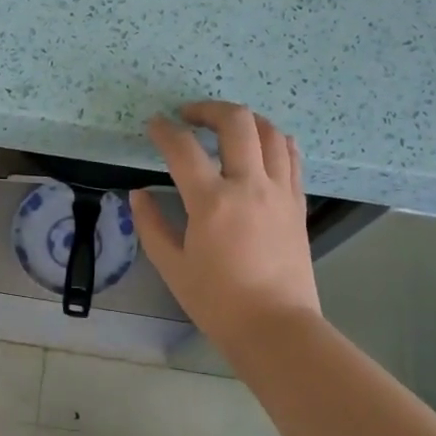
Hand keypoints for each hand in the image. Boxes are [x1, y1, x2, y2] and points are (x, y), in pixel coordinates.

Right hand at [130, 101, 323, 352]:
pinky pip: (291, 155)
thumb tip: (138, 194)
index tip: (153, 125)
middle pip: (237, 122)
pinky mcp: (297, 202)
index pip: (183, 148)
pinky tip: (259, 146)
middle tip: (189, 116)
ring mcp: (280, 191)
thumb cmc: (217, 302)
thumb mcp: (172, 267)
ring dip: (245, 119)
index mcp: (212, 202)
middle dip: (209, 109)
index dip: (163, 130)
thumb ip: (151, 225)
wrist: (275, 327)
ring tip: (225, 127)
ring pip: (270, 131)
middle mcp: (250, 185)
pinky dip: (273, 139)